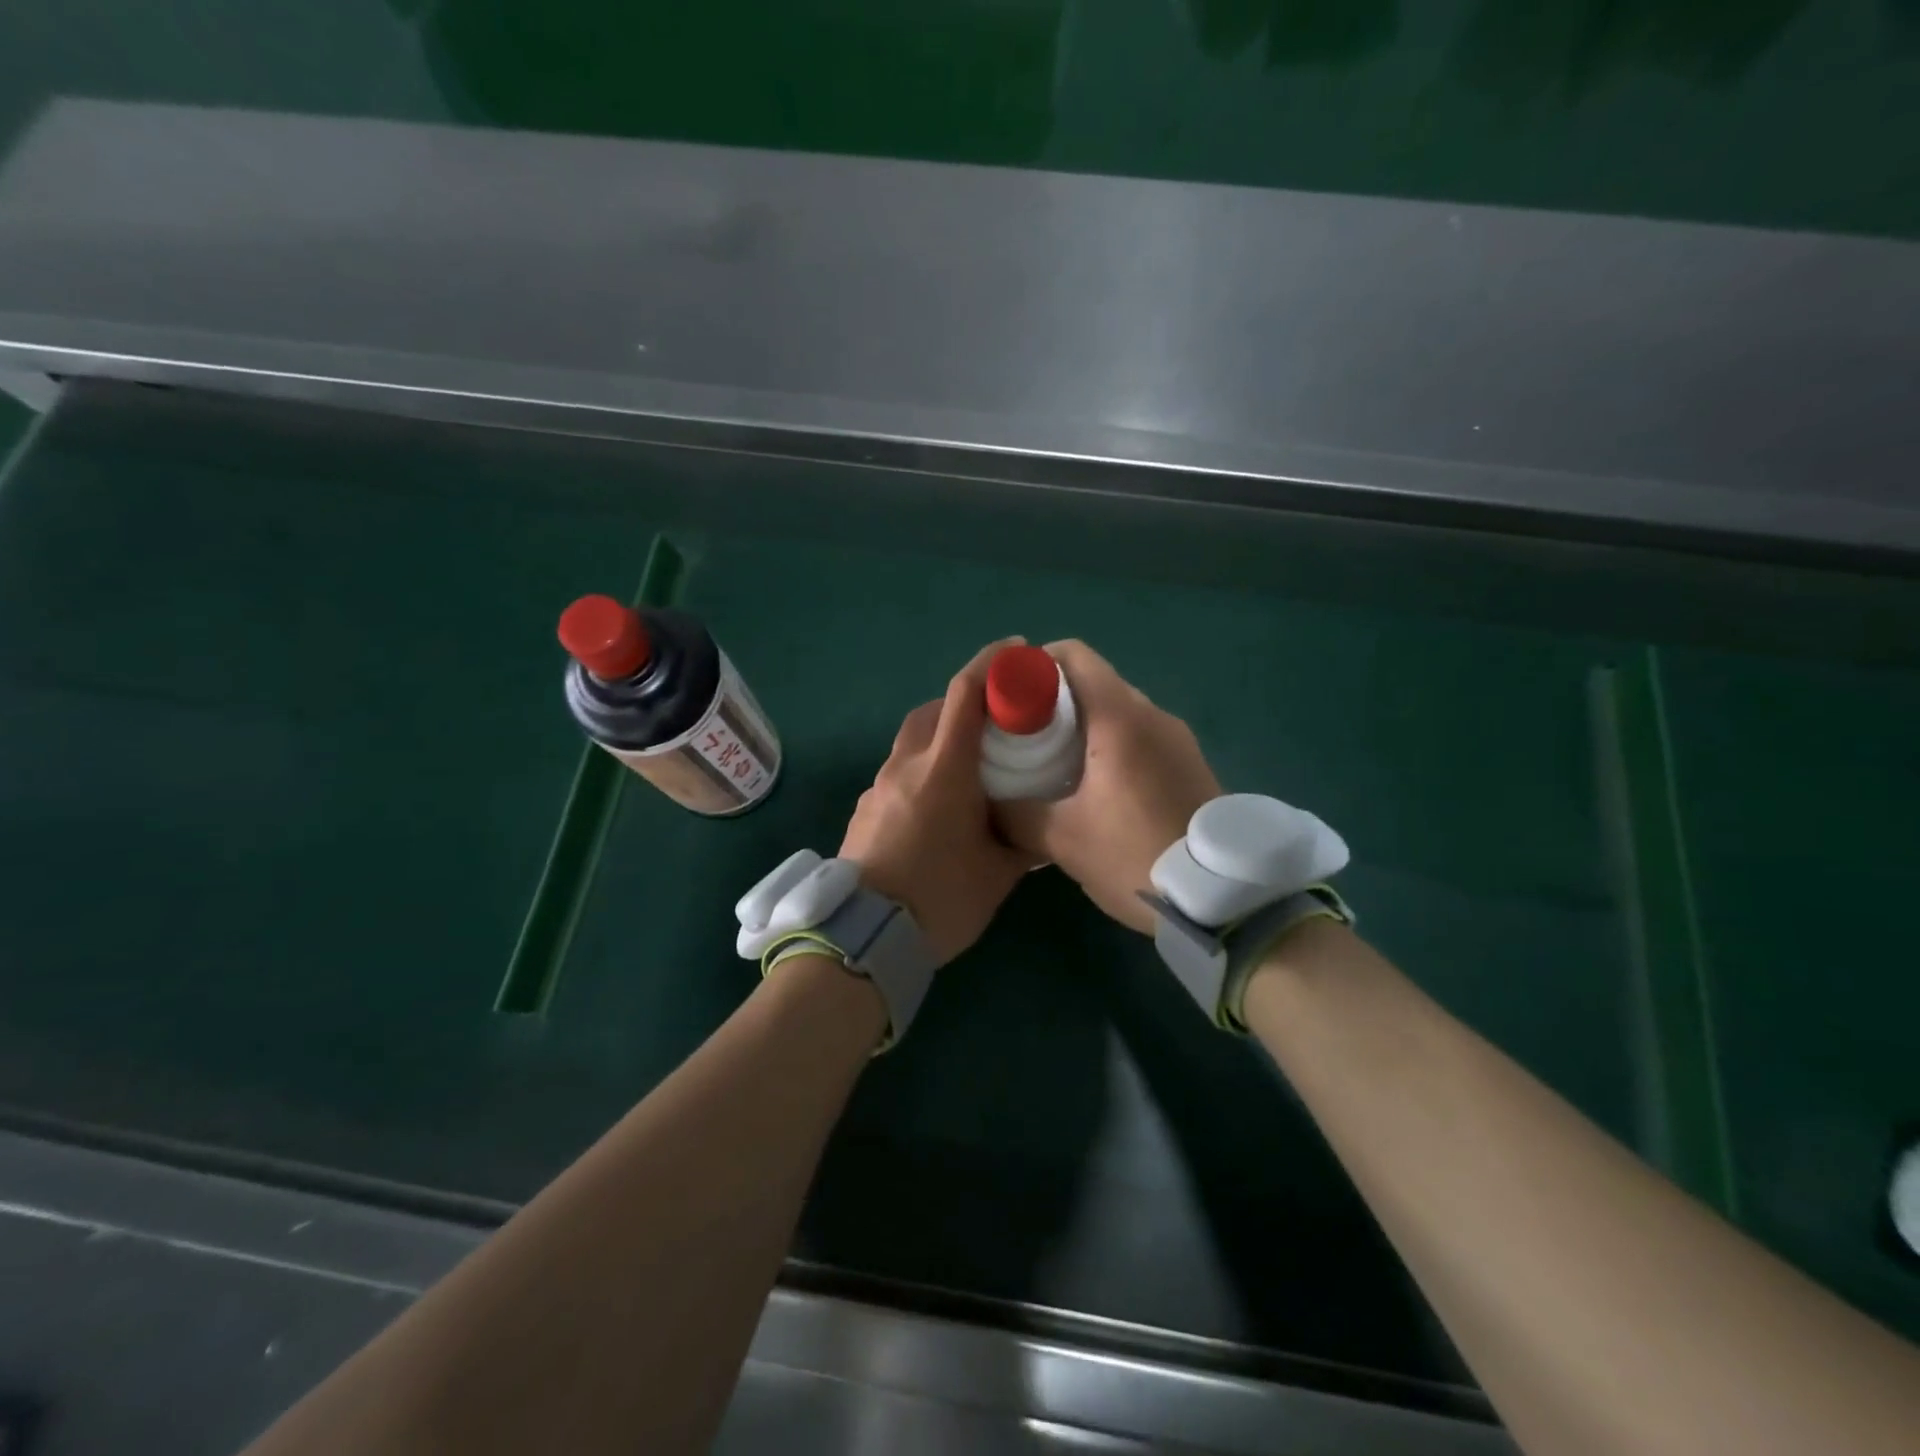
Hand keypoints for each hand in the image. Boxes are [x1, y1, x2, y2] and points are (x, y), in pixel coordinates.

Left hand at [839, 638, 1036, 964]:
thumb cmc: (939, 899)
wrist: (863, 936)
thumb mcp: (997, 875)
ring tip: (969, 766)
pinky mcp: (864, 809)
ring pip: (911, 740)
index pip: (965, 694)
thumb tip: (1043, 832)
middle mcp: (906, 766)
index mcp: (944, 769)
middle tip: (995, 721)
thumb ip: (1024, 844)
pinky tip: (937, 804)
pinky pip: (897, 771)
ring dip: (939, 737)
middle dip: (964, 703)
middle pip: (933, 710)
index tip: (1016, 651)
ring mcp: (878, 787)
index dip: (991, 664)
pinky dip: (920, 768)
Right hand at [995, 641, 1220, 933]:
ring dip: (1082, 726)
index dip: (1034, 665)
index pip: (1073, 655)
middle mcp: (1152, 714)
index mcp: (1120, 717)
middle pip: (1093, 682)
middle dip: (1051, 701)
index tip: (1008, 698)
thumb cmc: (1136, 855)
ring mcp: (1177, 738)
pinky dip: (1110, 744)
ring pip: (1117, 710)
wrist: (1225, 899)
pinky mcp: (1190, 762)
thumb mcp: (1062, 839)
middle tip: (1022, 738)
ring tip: (1053, 765)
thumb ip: (1015, 814)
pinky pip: (1140, 735)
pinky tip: (1095, 787)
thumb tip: (987, 802)